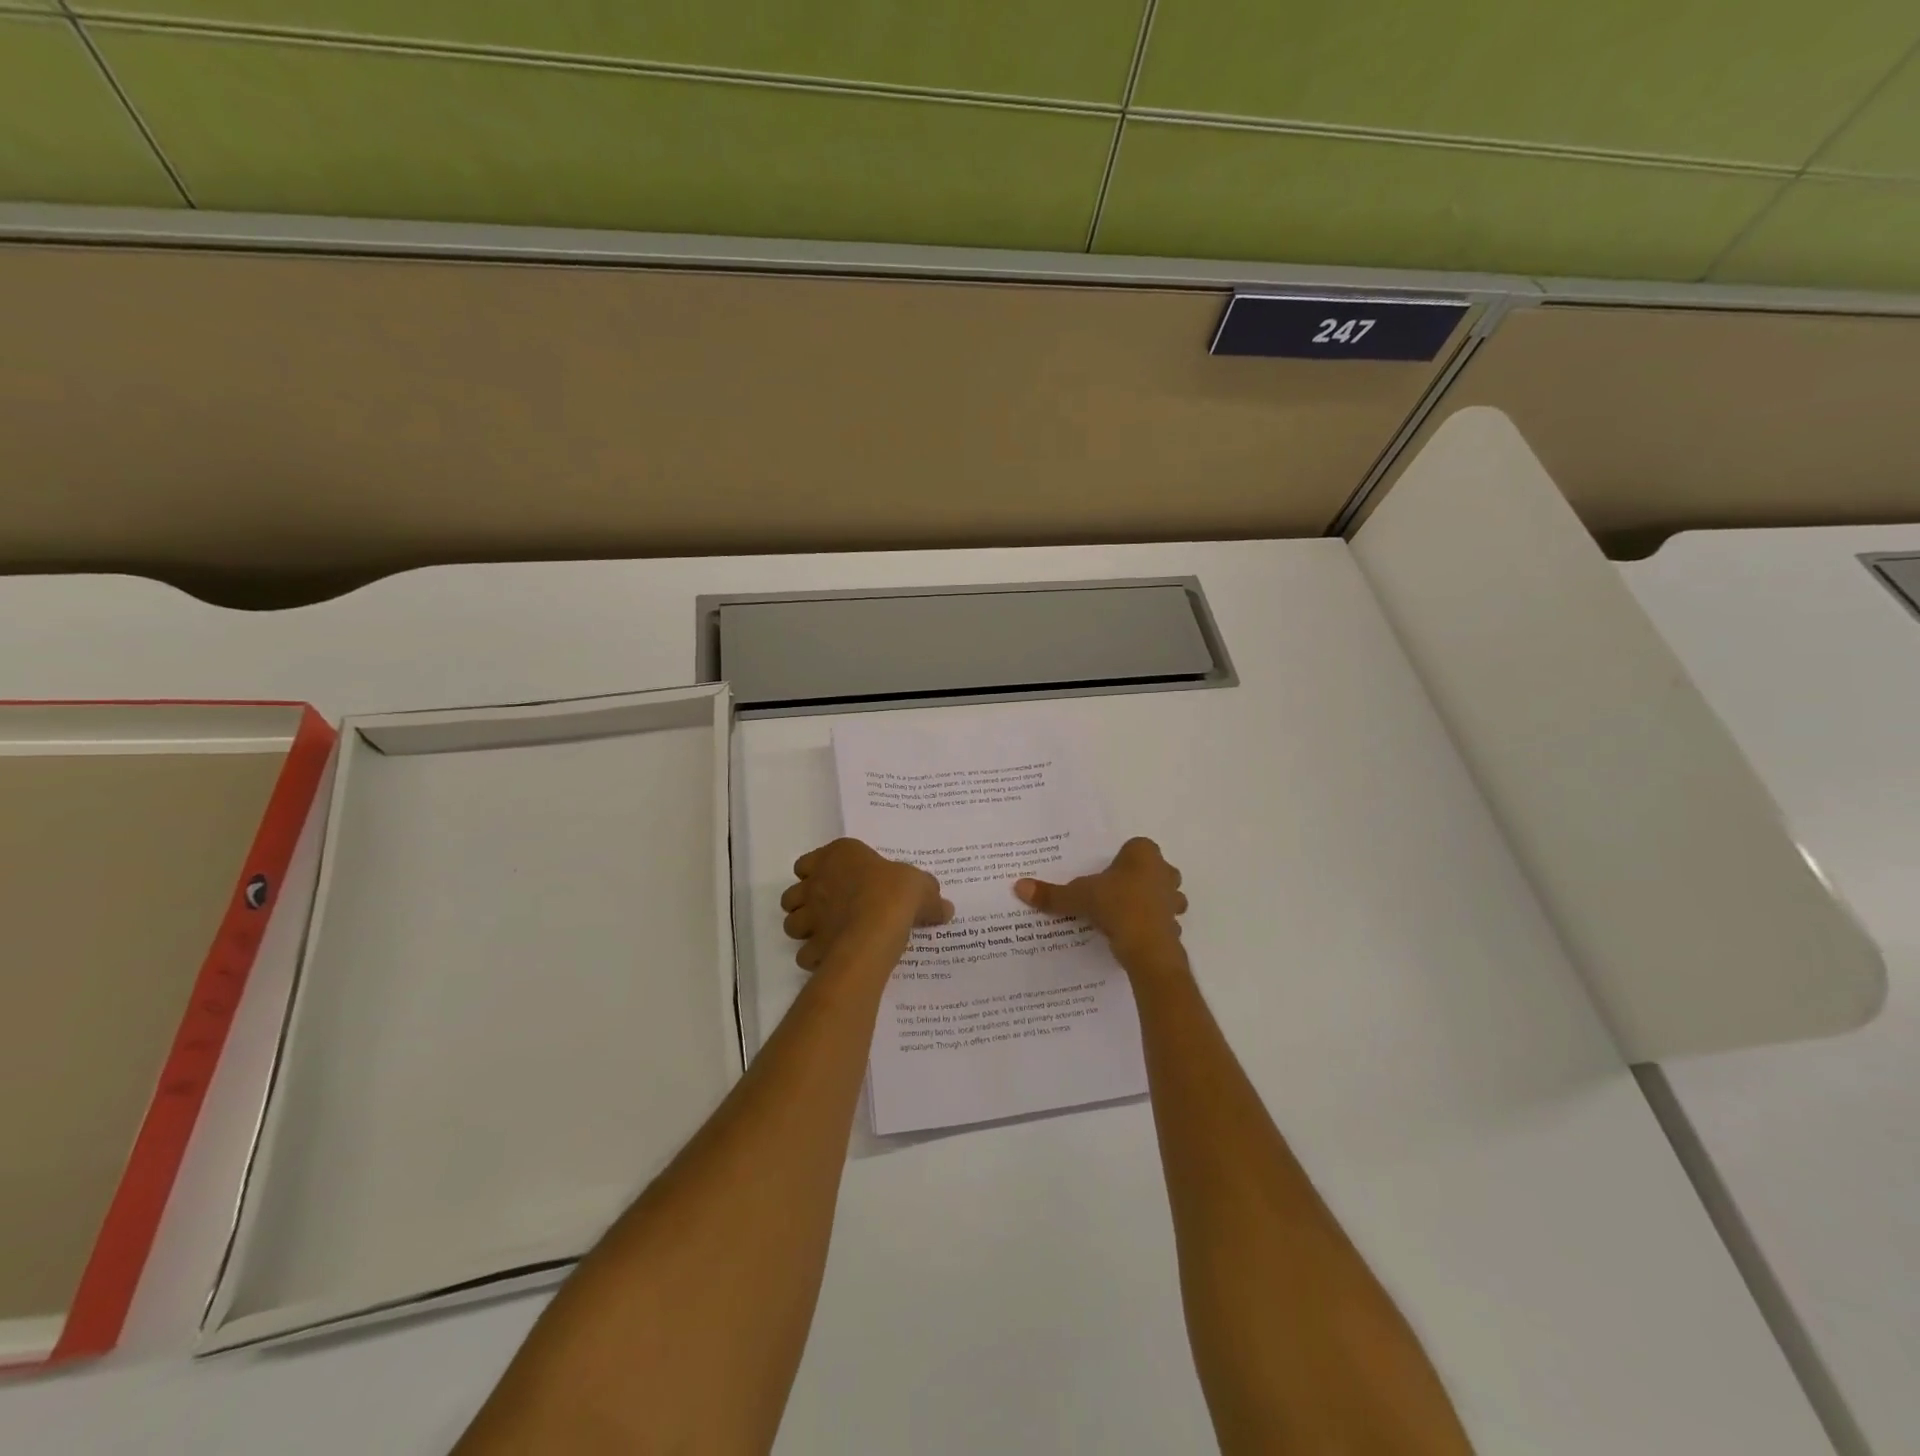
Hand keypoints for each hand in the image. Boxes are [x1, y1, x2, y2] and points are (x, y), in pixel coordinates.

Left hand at [780, 838, 952, 977]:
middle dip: (805, 903)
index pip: (808, 862)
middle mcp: (816, 882)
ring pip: (791, 923)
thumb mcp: (921, 886)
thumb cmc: (894, 893)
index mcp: (838, 856)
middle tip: (829, 911)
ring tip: (828, 935)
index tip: (837, 883)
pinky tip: (832, 958)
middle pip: (794, 893)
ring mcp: (810, 915)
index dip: (818, 873)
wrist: (877, 928)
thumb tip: (945, 908)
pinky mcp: (812, 945)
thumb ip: (930, 895)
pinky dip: (814, 957)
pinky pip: (805, 954)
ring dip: (805, 929)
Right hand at [1015, 837, 1187, 971]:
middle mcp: (1164, 872)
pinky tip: (1134, 936)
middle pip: (1153, 869)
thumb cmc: (1116, 905)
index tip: (1105, 874)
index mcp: (1144, 854)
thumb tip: (1019, 886)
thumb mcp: (1078, 896)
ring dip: (1150, 903)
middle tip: (1114, 892)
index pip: (1135, 847)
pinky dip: (1152, 927)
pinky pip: (1164, 922)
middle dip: (1139, 879)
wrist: (1147, 946)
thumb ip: (1052, 893)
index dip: (1121, 859)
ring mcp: (1174, 899)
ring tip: (1125, 915)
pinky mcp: (1176, 925)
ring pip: (1164, 895)